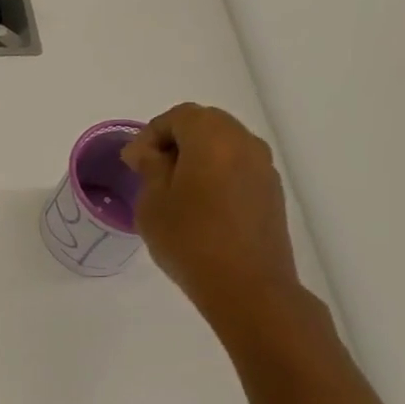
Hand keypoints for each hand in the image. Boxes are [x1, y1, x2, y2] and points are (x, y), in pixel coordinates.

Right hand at [121, 104, 308, 335]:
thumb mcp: (153, 202)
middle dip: (175, 140)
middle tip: (150, 169)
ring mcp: (263, 168)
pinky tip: (200, 204)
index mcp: (212, 138)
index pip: (178, 116)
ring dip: (197, 156)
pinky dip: (216, 172)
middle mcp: (244, 143)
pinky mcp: (271, 193)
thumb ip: (150, 167)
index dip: (150, 133)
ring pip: (225, 145)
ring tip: (174, 188)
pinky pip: (238, 167)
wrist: (247, 287)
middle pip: (206, 124)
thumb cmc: (189, 239)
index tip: (133, 162)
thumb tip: (148, 152)